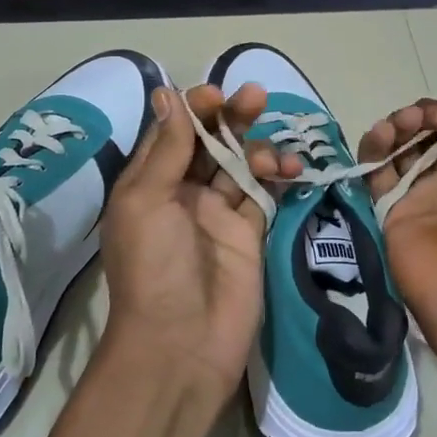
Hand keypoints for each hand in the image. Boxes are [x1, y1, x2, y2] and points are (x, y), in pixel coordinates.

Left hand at [98, 82, 272, 398]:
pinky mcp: (250, 233)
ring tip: (272, 153)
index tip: (216, 97)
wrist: (182, 343)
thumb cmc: (154, 267)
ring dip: (257, 146)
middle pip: (210, 141)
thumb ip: (167, 149)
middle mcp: (183, 192)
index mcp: (150, 182)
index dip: (194, 108)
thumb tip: (167, 93)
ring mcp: (219, 213)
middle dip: (231, 116)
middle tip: (255, 97)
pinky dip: (278, 175)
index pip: (174, 131)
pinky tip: (290, 167)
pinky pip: (265, 192)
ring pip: (241, 162)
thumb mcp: (146, 202)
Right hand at [358, 89, 436, 358]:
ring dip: (398, 124)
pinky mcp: (387, 209)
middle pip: (425, 133)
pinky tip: (382, 135)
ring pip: (397, 147)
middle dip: (424, 114)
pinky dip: (373, 148)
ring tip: (403, 123)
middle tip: (428, 118)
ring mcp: (416, 194)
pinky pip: (374, 171)